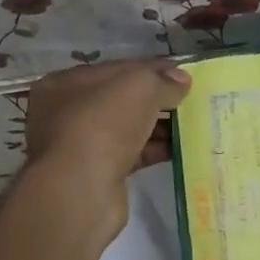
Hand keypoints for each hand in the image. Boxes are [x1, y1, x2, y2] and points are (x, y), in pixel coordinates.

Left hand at [24, 59, 191, 239]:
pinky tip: (181, 149)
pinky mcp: (98, 174)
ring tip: (193, 125)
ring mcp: (81, 146)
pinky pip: (132, 155)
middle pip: (122, 100)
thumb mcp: (138, 87)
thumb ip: (162, 80)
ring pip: (127, 129)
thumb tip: (182, 81)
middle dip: (156, 101)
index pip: (116, 70)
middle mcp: (67, 113)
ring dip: (158, 127)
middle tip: (191, 102)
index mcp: (66, 84)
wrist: (81, 190)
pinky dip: (154, 151)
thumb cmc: (102, 125)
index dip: (152, 71)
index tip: (183, 78)